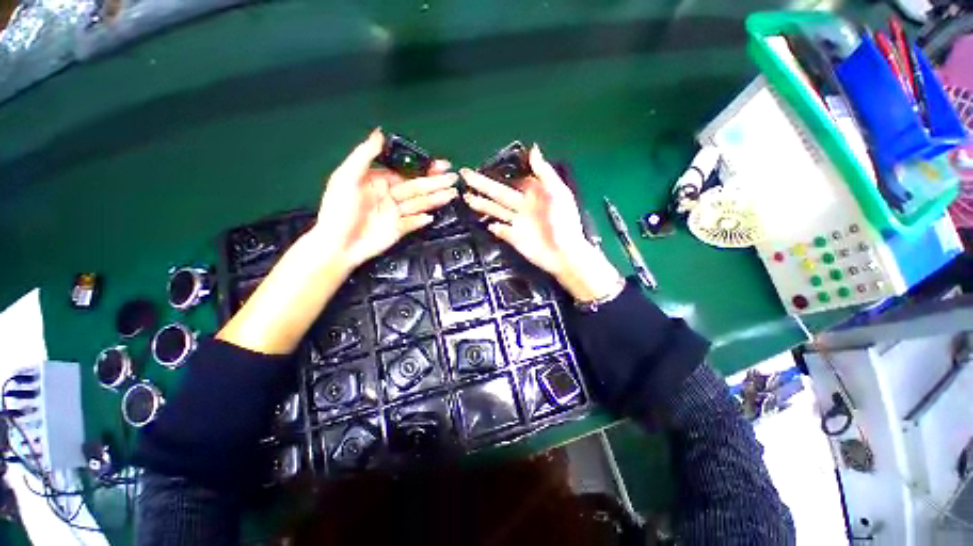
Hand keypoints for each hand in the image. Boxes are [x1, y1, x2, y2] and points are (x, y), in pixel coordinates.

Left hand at [311, 129, 457, 269]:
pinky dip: (422, 220)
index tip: (439, 165)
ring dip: (436, 198)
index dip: (422, 168)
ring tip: (452, 193)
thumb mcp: (346, 178)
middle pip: (417, 187)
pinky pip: (414, 223)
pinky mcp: (399, 230)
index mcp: (378, 181)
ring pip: (420, 203)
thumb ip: (364, 155)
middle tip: (454, 178)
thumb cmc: (338, 210)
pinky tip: (431, 217)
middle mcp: (389, 196)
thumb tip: (380, 133)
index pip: (405, 172)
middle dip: (435, 182)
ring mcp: (395, 214)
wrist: (337, 246)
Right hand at [461, 145, 621, 301]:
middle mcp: (522, 206)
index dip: (498, 173)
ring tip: (466, 197)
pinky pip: (501, 231)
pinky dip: (494, 227)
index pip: (512, 180)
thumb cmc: (564, 221)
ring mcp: (517, 222)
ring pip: (495, 210)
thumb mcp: (558, 192)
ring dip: (481, 204)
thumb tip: (533, 149)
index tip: (482, 165)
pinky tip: (487, 224)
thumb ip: (544, 172)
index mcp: (533, 194)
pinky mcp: (513, 238)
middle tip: (464, 175)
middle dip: (481, 184)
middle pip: (498, 193)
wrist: (564, 253)